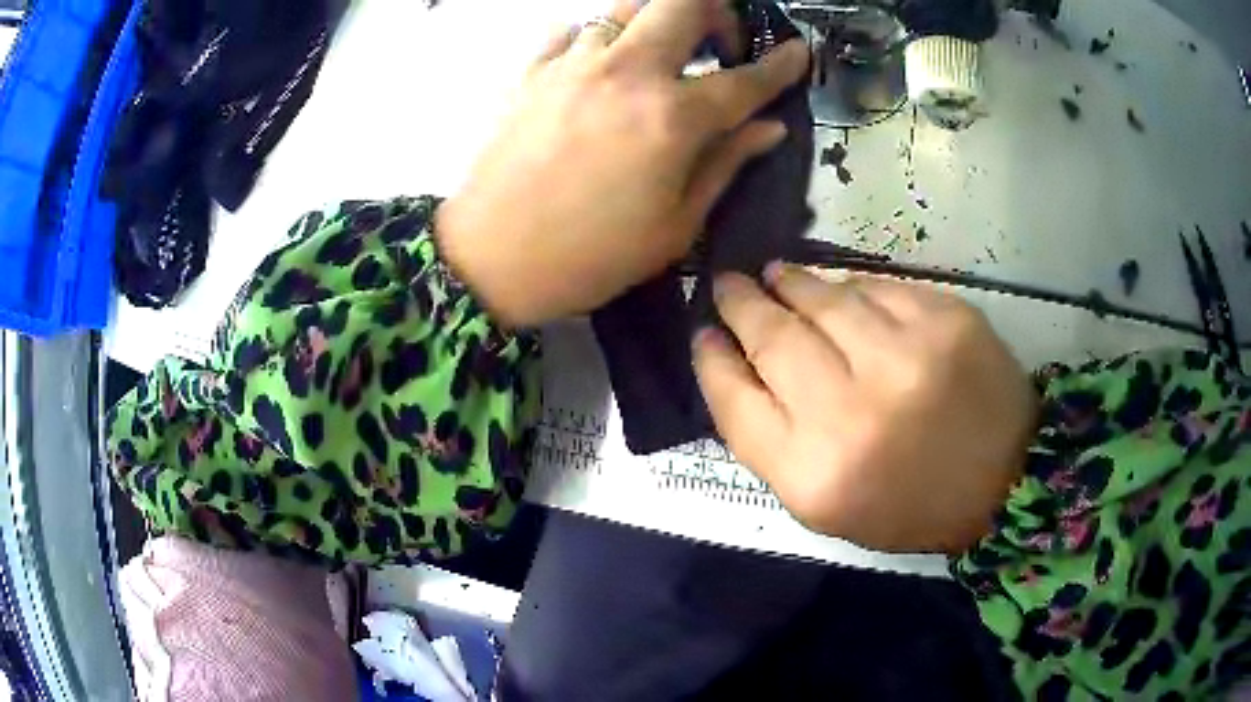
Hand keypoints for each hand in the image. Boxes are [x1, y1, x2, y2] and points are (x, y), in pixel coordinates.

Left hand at [436, 0, 809, 326]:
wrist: (489, 260)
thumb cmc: (590, 257)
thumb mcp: (674, 226)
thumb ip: (725, 164)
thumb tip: (768, 127)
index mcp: (670, 118)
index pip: (744, 79)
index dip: (780, 65)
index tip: (798, 54)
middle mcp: (626, 72)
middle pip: (683, 3)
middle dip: (717, 12)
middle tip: (722, 46)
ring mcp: (574, 65)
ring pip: (628, 6)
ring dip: (660, 19)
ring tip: (665, 53)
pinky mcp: (533, 71)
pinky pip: (576, 31)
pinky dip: (601, 38)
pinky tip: (604, 66)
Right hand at [693, 264, 1037, 552]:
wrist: (1004, 481)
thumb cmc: (907, 505)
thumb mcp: (825, 505)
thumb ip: (773, 441)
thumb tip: (736, 365)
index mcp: (814, 475)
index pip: (736, 402)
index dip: (713, 361)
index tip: (703, 334)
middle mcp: (853, 414)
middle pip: (773, 340)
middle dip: (741, 305)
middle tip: (727, 286)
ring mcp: (904, 359)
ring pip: (822, 301)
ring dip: (788, 283)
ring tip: (772, 275)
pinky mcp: (944, 321)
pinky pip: (876, 288)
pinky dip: (849, 287)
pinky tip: (839, 291)